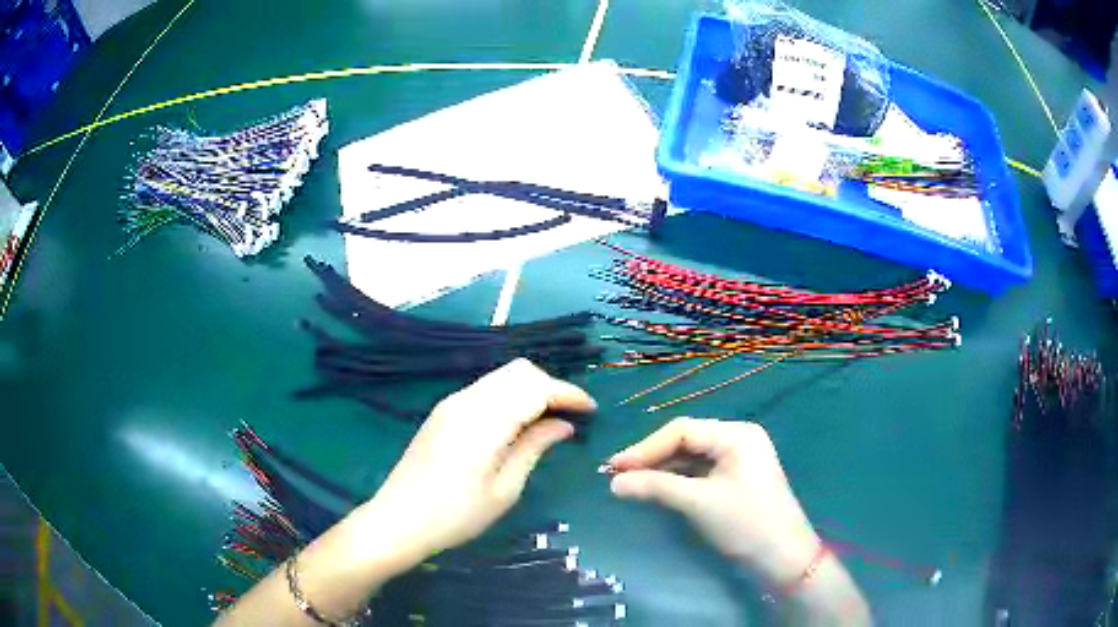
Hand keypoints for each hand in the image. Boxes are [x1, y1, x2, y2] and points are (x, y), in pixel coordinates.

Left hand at [360, 359, 595, 566]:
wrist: (398, 520)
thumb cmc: (456, 515)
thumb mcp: (504, 490)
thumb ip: (534, 448)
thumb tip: (563, 425)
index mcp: (484, 421)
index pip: (535, 387)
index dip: (568, 393)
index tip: (591, 410)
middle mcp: (467, 401)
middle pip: (519, 371)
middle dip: (550, 386)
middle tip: (569, 417)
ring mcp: (451, 403)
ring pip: (502, 377)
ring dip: (530, 390)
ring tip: (547, 421)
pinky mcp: (443, 412)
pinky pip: (485, 390)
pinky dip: (509, 397)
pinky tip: (516, 425)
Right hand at [607, 419, 819, 585]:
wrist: (782, 559)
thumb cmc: (745, 524)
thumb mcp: (699, 503)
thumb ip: (656, 487)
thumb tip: (613, 482)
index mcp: (736, 435)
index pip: (682, 430)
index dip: (646, 447)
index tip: (615, 467)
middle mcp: (737, 440)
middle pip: (685, 442)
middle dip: (652, 458)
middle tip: (617, 475)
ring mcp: (737, 462)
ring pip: (690, 459)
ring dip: (661, 471)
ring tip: (629, 484)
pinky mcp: (733, 482)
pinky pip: (698, 474)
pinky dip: (675, 482)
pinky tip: (654, 491)